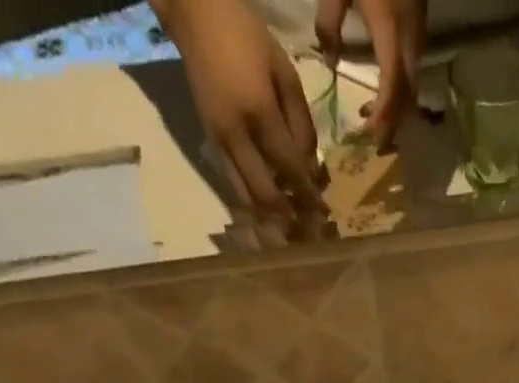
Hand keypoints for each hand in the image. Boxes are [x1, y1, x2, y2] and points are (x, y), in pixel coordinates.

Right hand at [157, 0, 326, 218]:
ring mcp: (219, 142)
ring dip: (269, 215)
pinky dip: (253, 200)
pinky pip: (234, 184)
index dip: (307, 194)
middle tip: (306, 225)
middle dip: (288, 215)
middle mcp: (236, 135)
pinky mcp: (210, 143)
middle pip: (265, 194)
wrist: (196, 14)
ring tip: (289, 223)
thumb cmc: (247, 35)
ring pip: (246, 197)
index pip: (289, 167)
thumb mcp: (285, 72)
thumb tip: (310, 166)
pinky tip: (269, 204)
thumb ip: (301, 123)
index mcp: (259, 112)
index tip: (322, 211)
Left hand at [315, 0, 425, 146]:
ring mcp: (419, 35)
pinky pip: (413, 72)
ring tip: (373, 122)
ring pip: (413, 87)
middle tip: (373, 146)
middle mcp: (411, 41)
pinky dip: (399, 92)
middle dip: (392, 124)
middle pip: (406, 96)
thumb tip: (330, 62)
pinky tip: (382, 93)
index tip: (367, 136)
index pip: (392, 86)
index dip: (382, 116)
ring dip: (396, 110)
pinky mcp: (420, 28)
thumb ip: (329, 22)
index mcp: (390, 32)